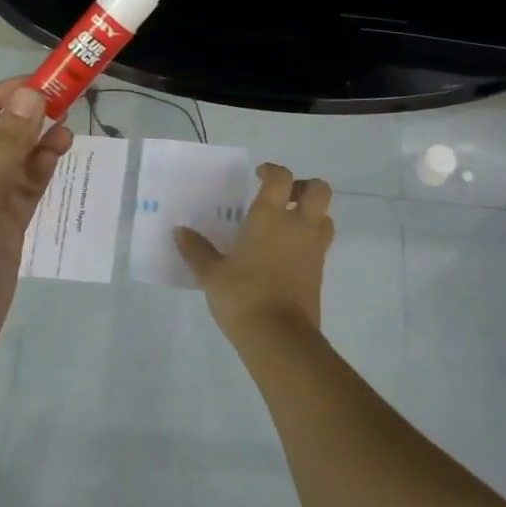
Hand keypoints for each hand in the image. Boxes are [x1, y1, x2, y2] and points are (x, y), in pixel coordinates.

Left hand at [0, 79, 71, 371]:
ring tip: (69, 126)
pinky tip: (60, 154)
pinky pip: (21, 189)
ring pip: (9, 161)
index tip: (42, 83)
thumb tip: (32, 94)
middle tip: (65, 99)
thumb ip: (7, 144)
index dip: (0, 95)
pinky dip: (39, 171)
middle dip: (22, 116)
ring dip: (35, 142)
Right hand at [175, 163, 333, 345]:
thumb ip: (196, 250)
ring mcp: (313, 249)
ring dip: (311, 214)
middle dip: (305, 187)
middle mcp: (298, 225)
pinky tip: (287, 255)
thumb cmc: (242, 295)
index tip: (259, 175)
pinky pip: (321, 244)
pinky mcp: (319, 272)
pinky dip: (309, 241)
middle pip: (319, 190)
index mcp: (270, 216)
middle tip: (284, 197)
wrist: (278, 335)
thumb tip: (180, 232)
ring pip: (325, 217)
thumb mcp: (211, 273)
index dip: (273, 170)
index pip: (281, 178)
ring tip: (288, 226)